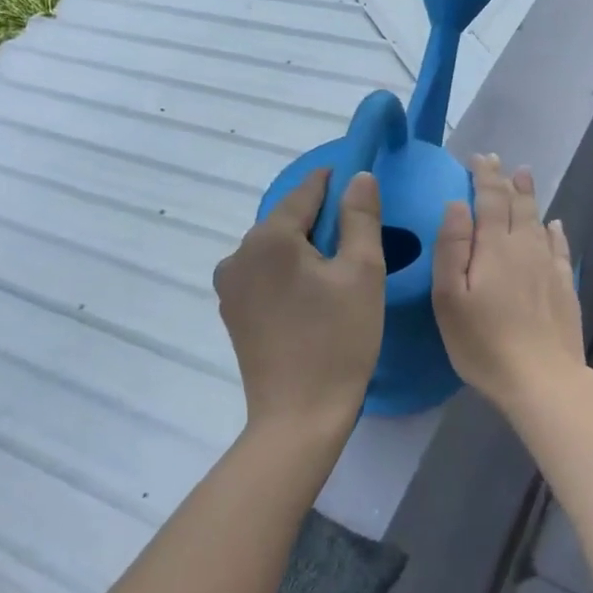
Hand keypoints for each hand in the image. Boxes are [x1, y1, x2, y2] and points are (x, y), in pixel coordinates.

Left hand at [215, 169, 385, 439]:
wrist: (300, 416)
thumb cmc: (339, 340)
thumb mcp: (363, 272)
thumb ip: (361, 216)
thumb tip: (358, 176)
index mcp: (269, 237)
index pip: (307, 190)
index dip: (337, 182)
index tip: (362, 184)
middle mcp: (238, 253)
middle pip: (288, 220)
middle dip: (323, 222)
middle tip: (360, 243)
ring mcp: (229, 285)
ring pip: (276, 248)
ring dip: (305, 250)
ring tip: (338, 275)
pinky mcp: (232, 312)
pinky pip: (264, 275)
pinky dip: (289, 274)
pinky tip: (312, 299)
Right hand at [432, 155, 586, 417]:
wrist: (542, 379)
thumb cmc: (483, 342)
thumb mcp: (449, 298)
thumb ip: (451, 248)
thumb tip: (457, 205)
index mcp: (495, 247)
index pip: (491, 199)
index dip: (485, 176)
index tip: (479, 158)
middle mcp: (526, 248)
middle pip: (519, 205)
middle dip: (508, 181)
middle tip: (502, 163)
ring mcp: (550, 267)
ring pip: (540, 221)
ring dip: (530, 198)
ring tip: (525, 178)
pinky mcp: (564, 288)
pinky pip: (560, 247)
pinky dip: (555, 231)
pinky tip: (555, 225)